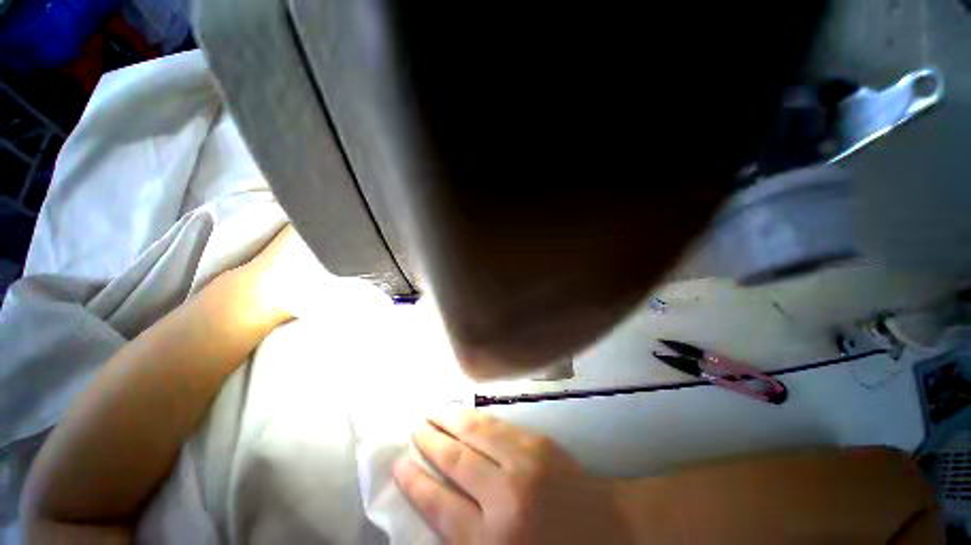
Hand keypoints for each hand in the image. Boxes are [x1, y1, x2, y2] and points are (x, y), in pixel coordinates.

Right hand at [394, 409, 632, 543]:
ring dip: (449, 420)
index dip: (415, 483)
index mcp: (493, 541)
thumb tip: (437, 510)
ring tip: (431, 410)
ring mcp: (523, 462)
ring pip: (474, 434)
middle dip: (430, 442)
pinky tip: (465, 412)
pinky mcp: (538, 443)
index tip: (398, 464)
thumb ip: (471, 540)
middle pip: (455, 461)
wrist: (613, 530)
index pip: (440, 506)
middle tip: (413, 426)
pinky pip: (498, 425)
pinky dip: (476, 417)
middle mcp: (503, 496)